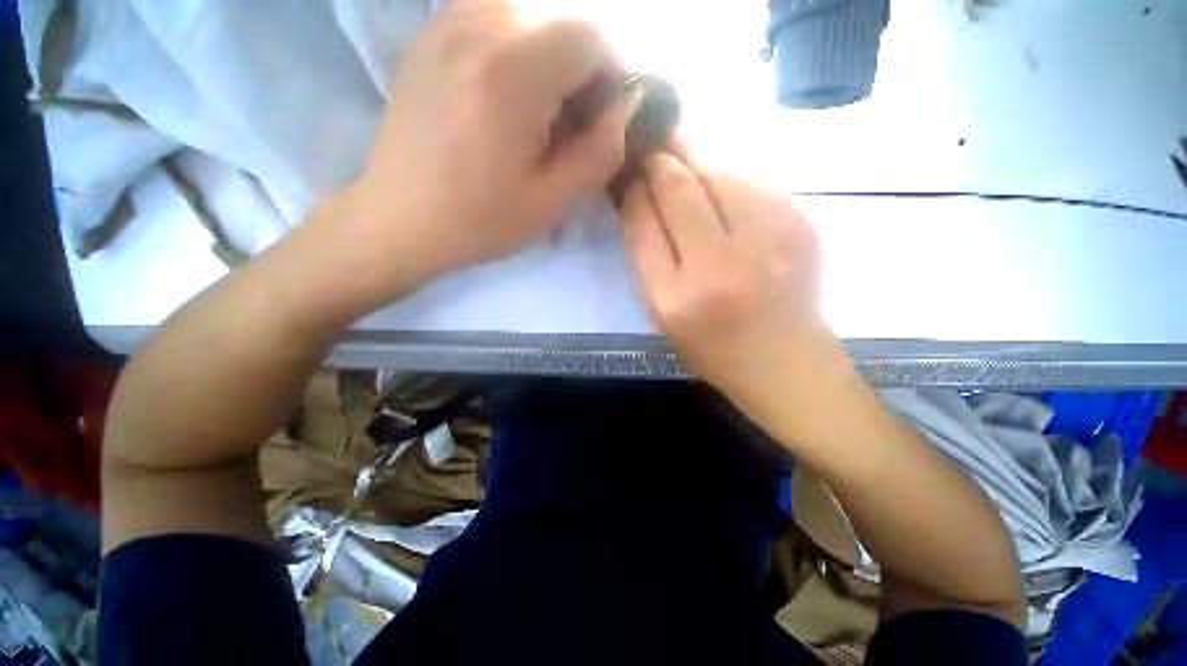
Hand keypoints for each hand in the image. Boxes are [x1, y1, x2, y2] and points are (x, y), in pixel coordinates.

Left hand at [345, 0, 636, 295]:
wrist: (401, 220)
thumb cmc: (480, 220)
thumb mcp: (552, 200)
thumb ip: (599, 152)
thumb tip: (625, 108)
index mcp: (511, 73)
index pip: (589, 37)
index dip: (613, 72)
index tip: (610, 113)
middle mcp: (476, 27)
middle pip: (558, 19)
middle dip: (582, 65)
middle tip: (576, 116)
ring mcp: (443, 25)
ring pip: (524, 12)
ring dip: (549, 53)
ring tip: (542, 104)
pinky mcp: (427, 37)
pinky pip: (487, 16)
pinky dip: (514, 45)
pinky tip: (508, 89)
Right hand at [621, 153, 841, 406]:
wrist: (785, 360)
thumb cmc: (712, 345)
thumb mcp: (663, 313)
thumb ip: (647, 256)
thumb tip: (637, 197)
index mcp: (677, 298)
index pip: (643, 225)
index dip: (632, 191)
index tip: (628, 174)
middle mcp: (720, 266)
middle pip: (679, 190)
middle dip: (660, 161)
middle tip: (651, 145)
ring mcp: (768, 242)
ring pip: (720, 174)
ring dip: (696, 160)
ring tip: (683, 155)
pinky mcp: (801, 226)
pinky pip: (754, 181)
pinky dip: (731, 174)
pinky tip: (722, 182)